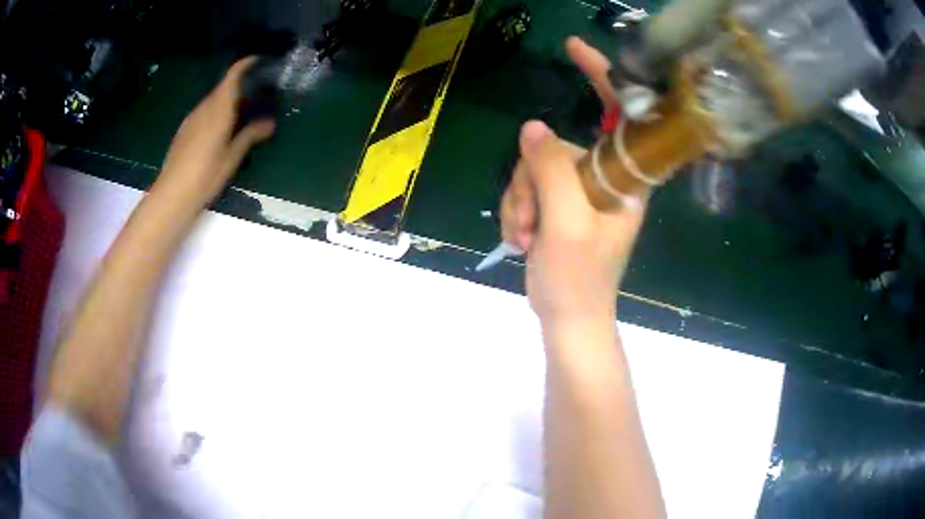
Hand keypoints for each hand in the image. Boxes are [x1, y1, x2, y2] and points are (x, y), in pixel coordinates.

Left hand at [155, 57, 274, 205]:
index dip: (246, 63)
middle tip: (259, 92)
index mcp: (218, 109)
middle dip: (241, 84)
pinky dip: (217, 110)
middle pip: (223, 86)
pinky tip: (222, 127)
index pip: (232, 75)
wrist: (172, 195)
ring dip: (228, 98)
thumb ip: (250, 135)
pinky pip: (205, 111)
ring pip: (213, 99)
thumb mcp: (232, 157)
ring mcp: (192, 118)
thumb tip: (270, 123)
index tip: (261, 60)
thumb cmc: (204, 176)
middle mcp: (204, 108)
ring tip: (243, 109)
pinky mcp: (185, 130)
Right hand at [500, 37, 647, 326]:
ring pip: (533, 169)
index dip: (602, 77)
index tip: (575, 48)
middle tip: (532, 224)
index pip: (620, 114)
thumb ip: (551, 172)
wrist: (568, 318)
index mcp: (624, 179)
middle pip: (555, 146)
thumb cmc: (579, 281)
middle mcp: (603, 177)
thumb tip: (531, 126)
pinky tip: (522, 239)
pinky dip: (517, 211)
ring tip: (527, 237)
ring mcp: (578, 190)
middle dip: (531, 183)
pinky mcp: (558, 202)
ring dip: (520, 203)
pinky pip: (526, 188)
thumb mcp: (566, 226)